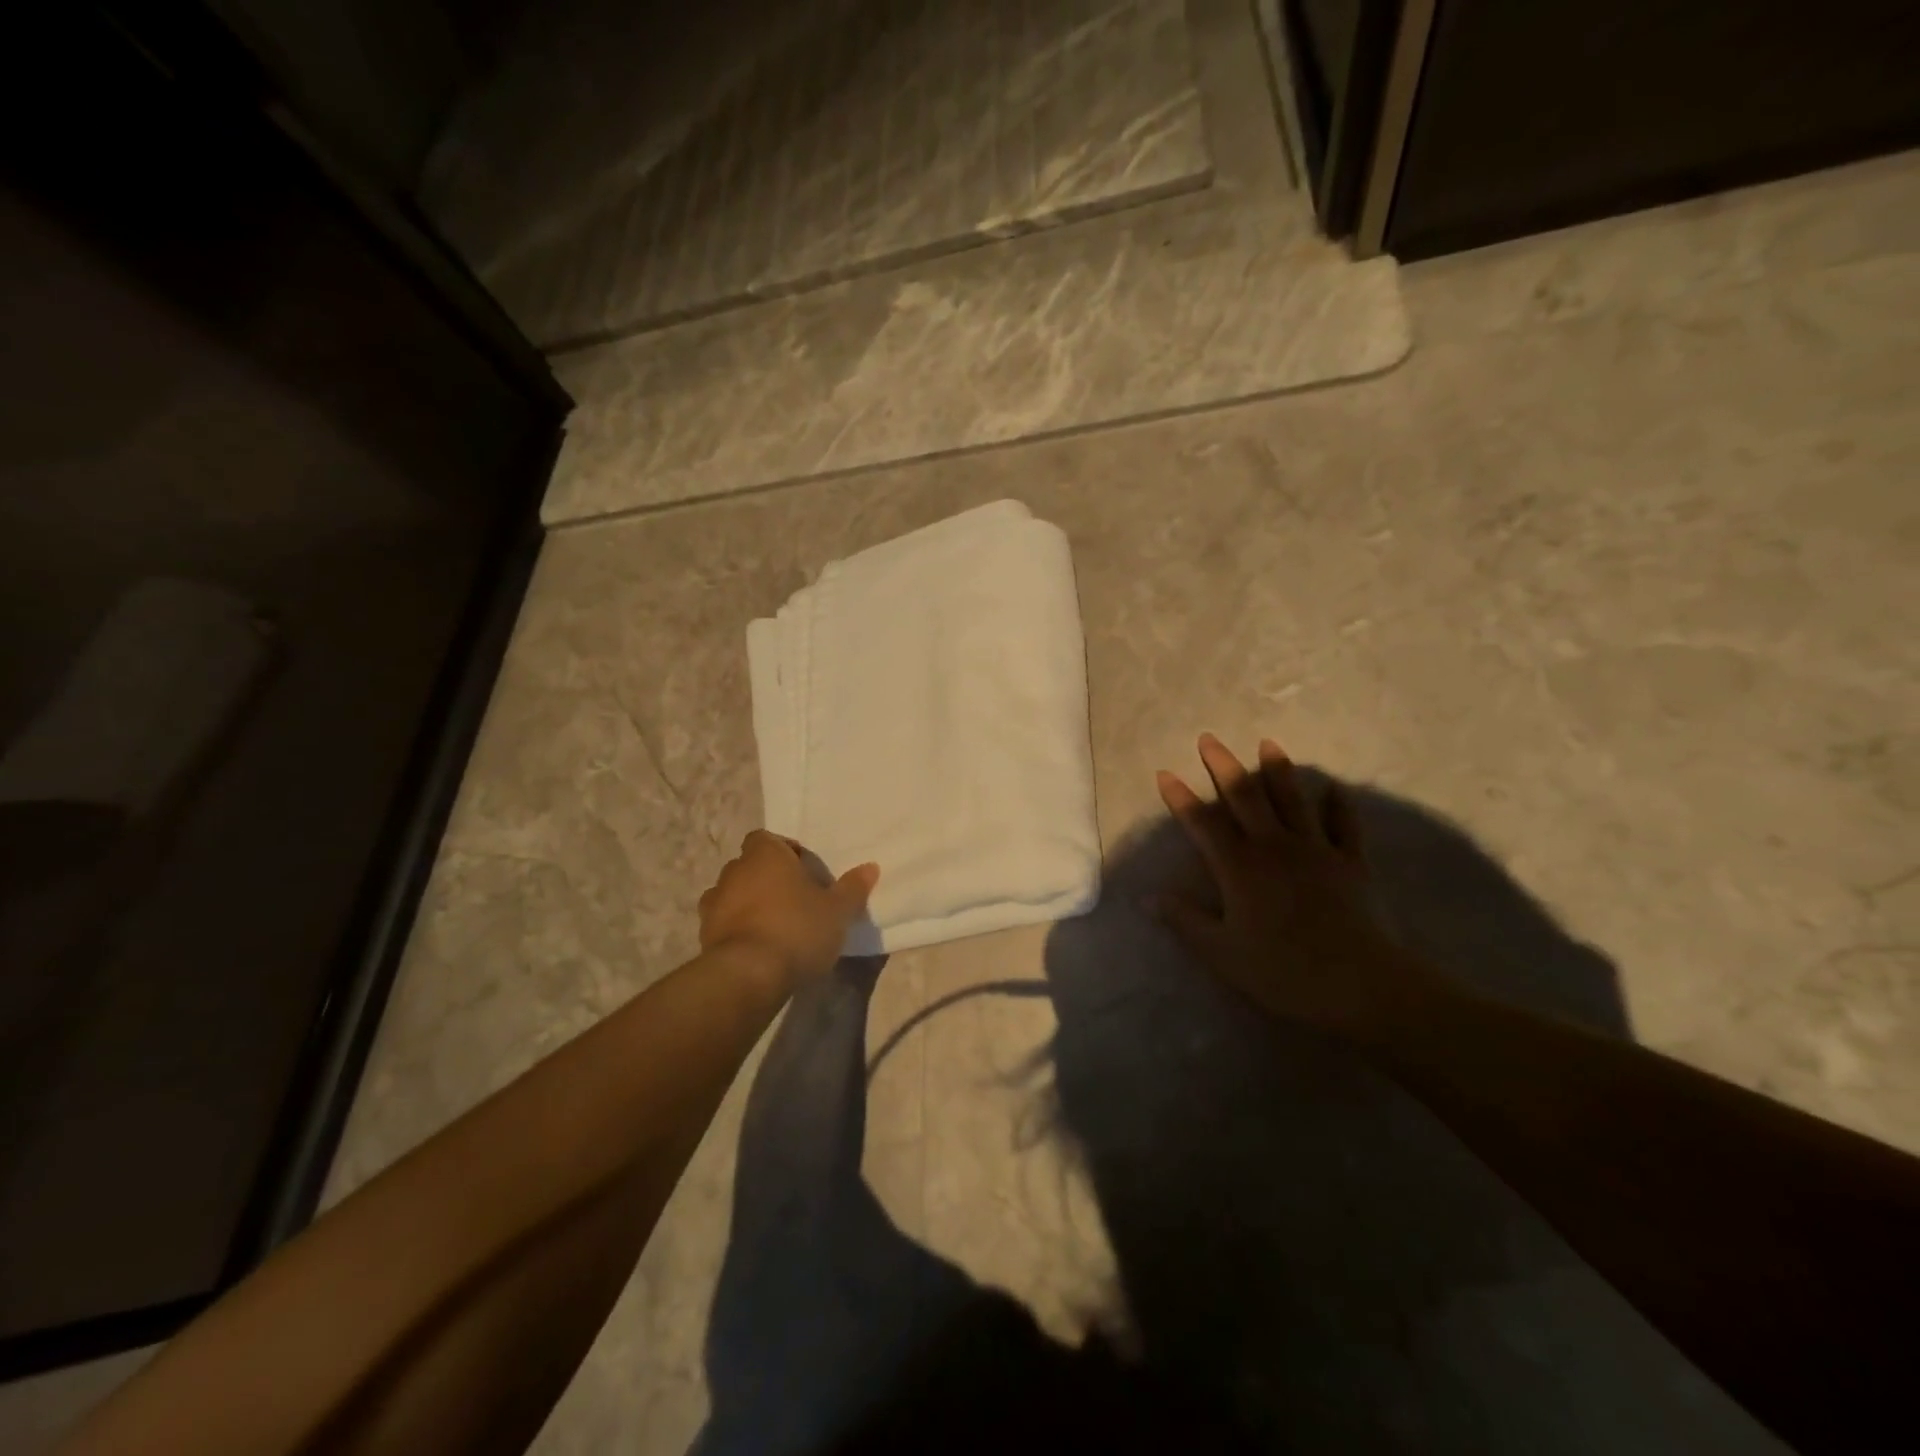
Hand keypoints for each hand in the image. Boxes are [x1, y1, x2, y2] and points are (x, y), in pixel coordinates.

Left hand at [698, 830, 878, 989]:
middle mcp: (734, 871)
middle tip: (794, 899)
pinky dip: (736, 928)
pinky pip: (723, 922)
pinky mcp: (704, 934)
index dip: (785, 852)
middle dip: (768, 878)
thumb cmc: (797, 929)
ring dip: (749, 903)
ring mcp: (714, 902)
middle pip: (750, 865)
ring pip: (733, 893)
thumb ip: (853, 888)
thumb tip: (870, 867)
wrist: (748, 974)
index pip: (768, 839)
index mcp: (765, 855)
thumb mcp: (837, 910)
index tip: (804, 872)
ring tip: (774, 925)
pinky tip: (757, 947)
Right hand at [1154, 734, 1434, 1034]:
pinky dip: (1339, 805)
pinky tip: (1334, 788)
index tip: (1164, 772)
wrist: (1358, 984)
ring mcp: (1315, 850)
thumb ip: (1184, 920)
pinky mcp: (1350, 863)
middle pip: (1245, 797)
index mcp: (1238, 866)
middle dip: (1223, 767)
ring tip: (1267, 744)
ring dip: (1277, 771)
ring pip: (1292, 801)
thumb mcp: (1220, 952)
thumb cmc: (1281, 970)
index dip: (1180, 797)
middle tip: (1209, 739)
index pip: (1202, 823)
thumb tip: (1147, 897)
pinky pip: (1344, 826)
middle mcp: (1273, 846)